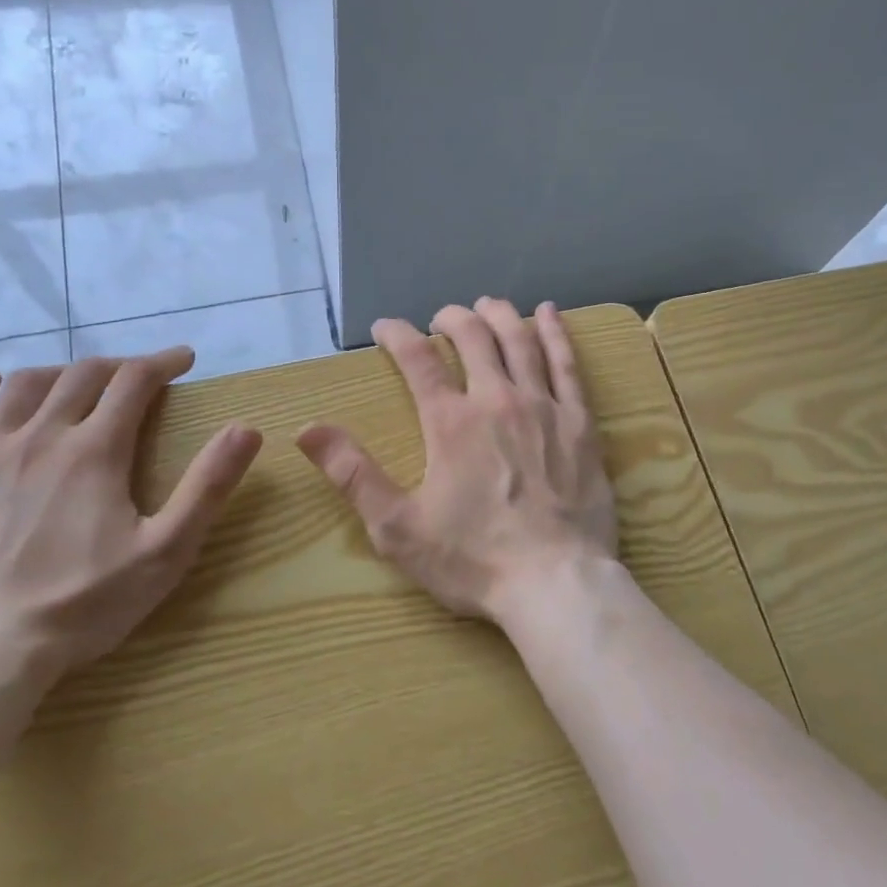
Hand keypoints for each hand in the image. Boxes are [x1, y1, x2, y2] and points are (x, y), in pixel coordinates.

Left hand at [0, 348, 262, 692]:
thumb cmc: (80, 606)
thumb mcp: (165, 552)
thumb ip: (207, 487)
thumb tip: (246, 429)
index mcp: (95, 451)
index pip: (135, 381)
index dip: (163, 362)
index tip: (184, 359)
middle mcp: (38, 438)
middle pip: (81, 376)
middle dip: (118, 366)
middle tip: (139, 377)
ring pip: (23, 388)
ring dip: (59, 373)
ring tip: (78, 382)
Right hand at [297, 298, 617, 625]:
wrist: (555, 582)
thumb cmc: (473, 559)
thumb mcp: (398, 527)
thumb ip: (353, 474)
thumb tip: (307, 430)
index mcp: (450, 422)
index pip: (418, 361)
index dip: (397, 335)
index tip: (385, 327)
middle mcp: (497, 400)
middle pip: (473, 337)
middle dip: (452, 319)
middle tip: (441, 318)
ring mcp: (543, 406)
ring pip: (520, 341)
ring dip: (500, 316)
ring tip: (488, 304)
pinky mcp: (580, 422)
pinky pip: (567, 364)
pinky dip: (556, 333)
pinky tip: (549, 312)